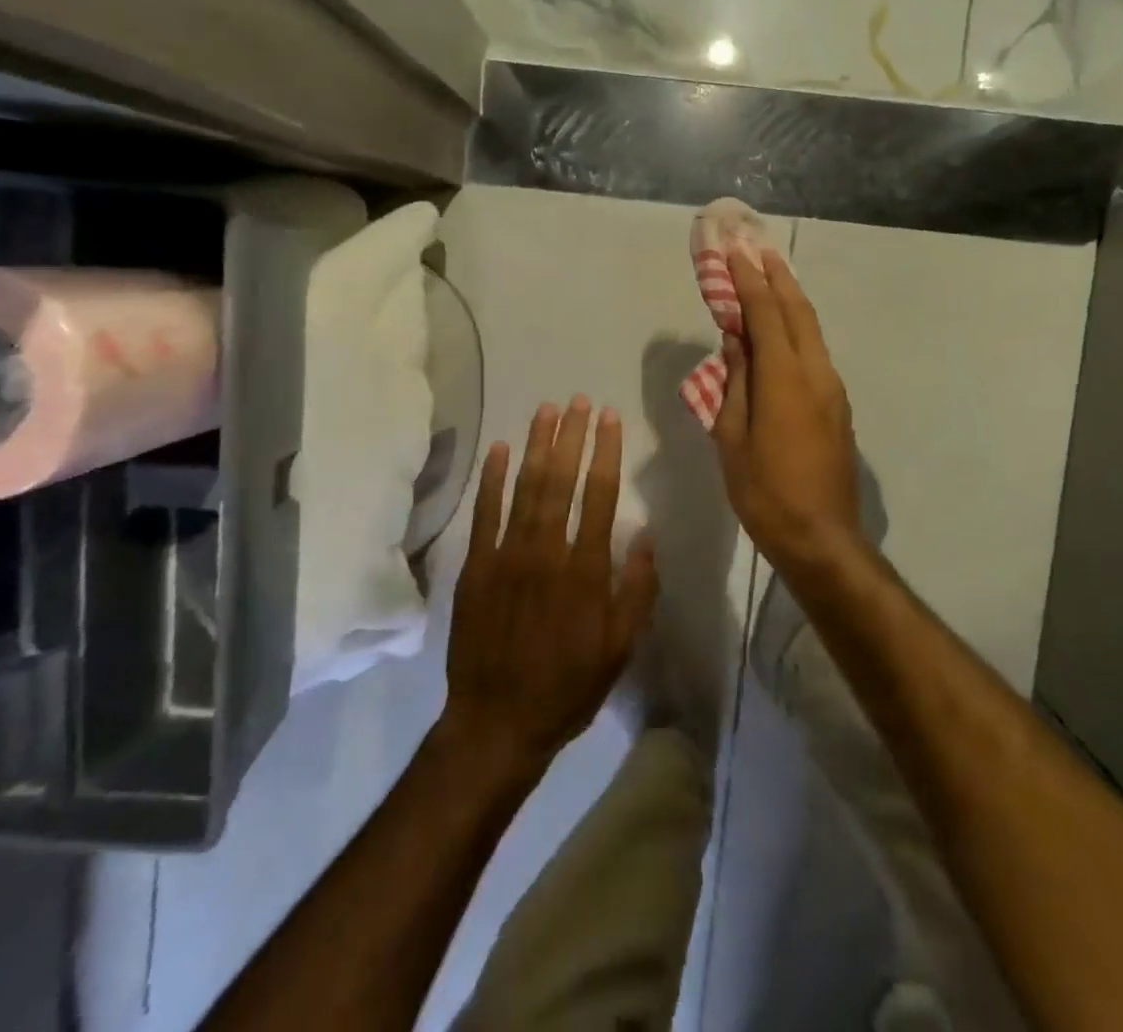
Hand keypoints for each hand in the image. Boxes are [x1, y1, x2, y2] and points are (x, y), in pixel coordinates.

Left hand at [444, 397, 657, 773]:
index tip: (610, 418)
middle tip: (578, 400)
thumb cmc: (567, 687)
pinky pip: (485, 513)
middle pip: (561, 481)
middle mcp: (546, 552)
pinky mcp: (476, 566)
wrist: (497, 721)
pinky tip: (498, 448)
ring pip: (524, 488)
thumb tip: (646, 535)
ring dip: (536, 445)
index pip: (600, 496)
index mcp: (585, 571)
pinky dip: (491, 478)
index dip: (606, 452)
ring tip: (546, 410)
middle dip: (571, 436)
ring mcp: (506, 556)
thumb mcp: (619, 649)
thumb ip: (636, 590)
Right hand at [714, 247, 862, 562]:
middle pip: (798, 311)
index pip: (766, 315)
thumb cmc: (766, 492)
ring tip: (770, 274)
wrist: (822, 537)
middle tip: (756, 248)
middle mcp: (816, 373)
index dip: (748, 281)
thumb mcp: (734, 438)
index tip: (734, 252)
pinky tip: (782, 327)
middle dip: (776, 276)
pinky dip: (797, 327)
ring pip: (811, 329)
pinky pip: (815, 351)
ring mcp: (833, 389)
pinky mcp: (837, 405)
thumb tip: (735, 342)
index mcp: (785, 380)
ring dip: (790, 298)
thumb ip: (734, 384)